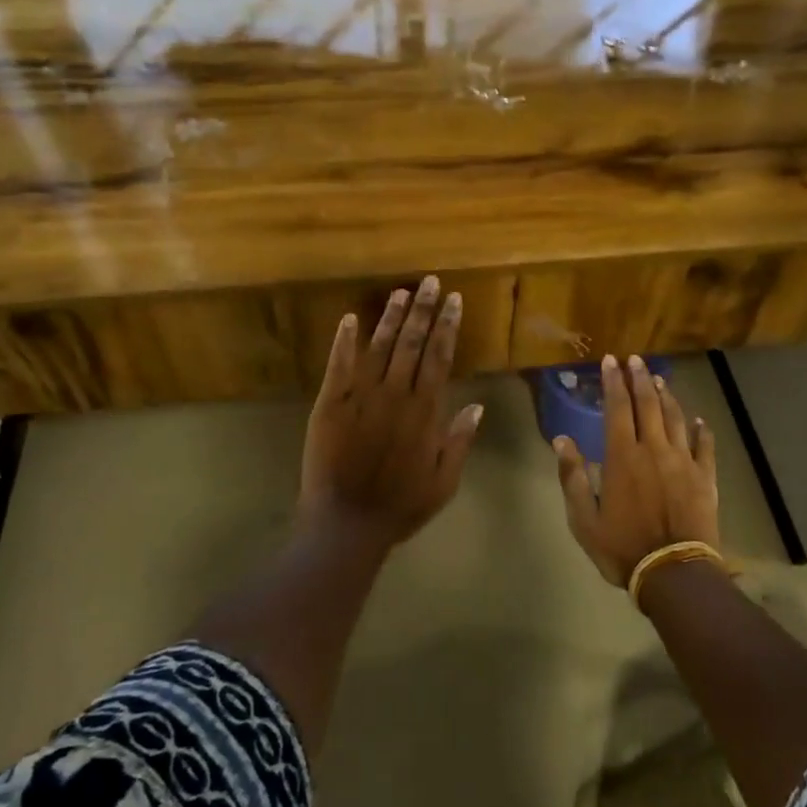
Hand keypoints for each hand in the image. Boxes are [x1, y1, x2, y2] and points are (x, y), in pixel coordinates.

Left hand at [299, 275, 483, 555]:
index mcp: (424, 411)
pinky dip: (344, 342)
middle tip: (430, 282)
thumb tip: (476, 405)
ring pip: (379, 348)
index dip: (447, 326)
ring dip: (391, 318)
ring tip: (401, 292)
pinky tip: (350, 318)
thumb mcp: (444, 481)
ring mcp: (360, 397)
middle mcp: (395, 395)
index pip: (439, 358)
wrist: (347, 524)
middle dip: (423, 310)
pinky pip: (338, 367)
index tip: (454, 300)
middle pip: (412, 344)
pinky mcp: (330, 405)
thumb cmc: (400, 505)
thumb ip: (459, 441)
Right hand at [554, 354, 718, 585]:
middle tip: (635, 359)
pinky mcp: (705, 478)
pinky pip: (704, 446)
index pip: (617, 408)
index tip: (610, 361)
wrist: (674, 573)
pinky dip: (701, 429)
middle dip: (639, 378)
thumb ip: (573, 477)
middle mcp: (654, 450)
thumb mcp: (584, 519)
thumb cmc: (622, 548)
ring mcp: (683, 462)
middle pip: (648, 405)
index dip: (613, 382)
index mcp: (622, 457)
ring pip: (676, 418)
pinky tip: (698, 419)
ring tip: (658, 379)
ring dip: (666, 396)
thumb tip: (562, 440)